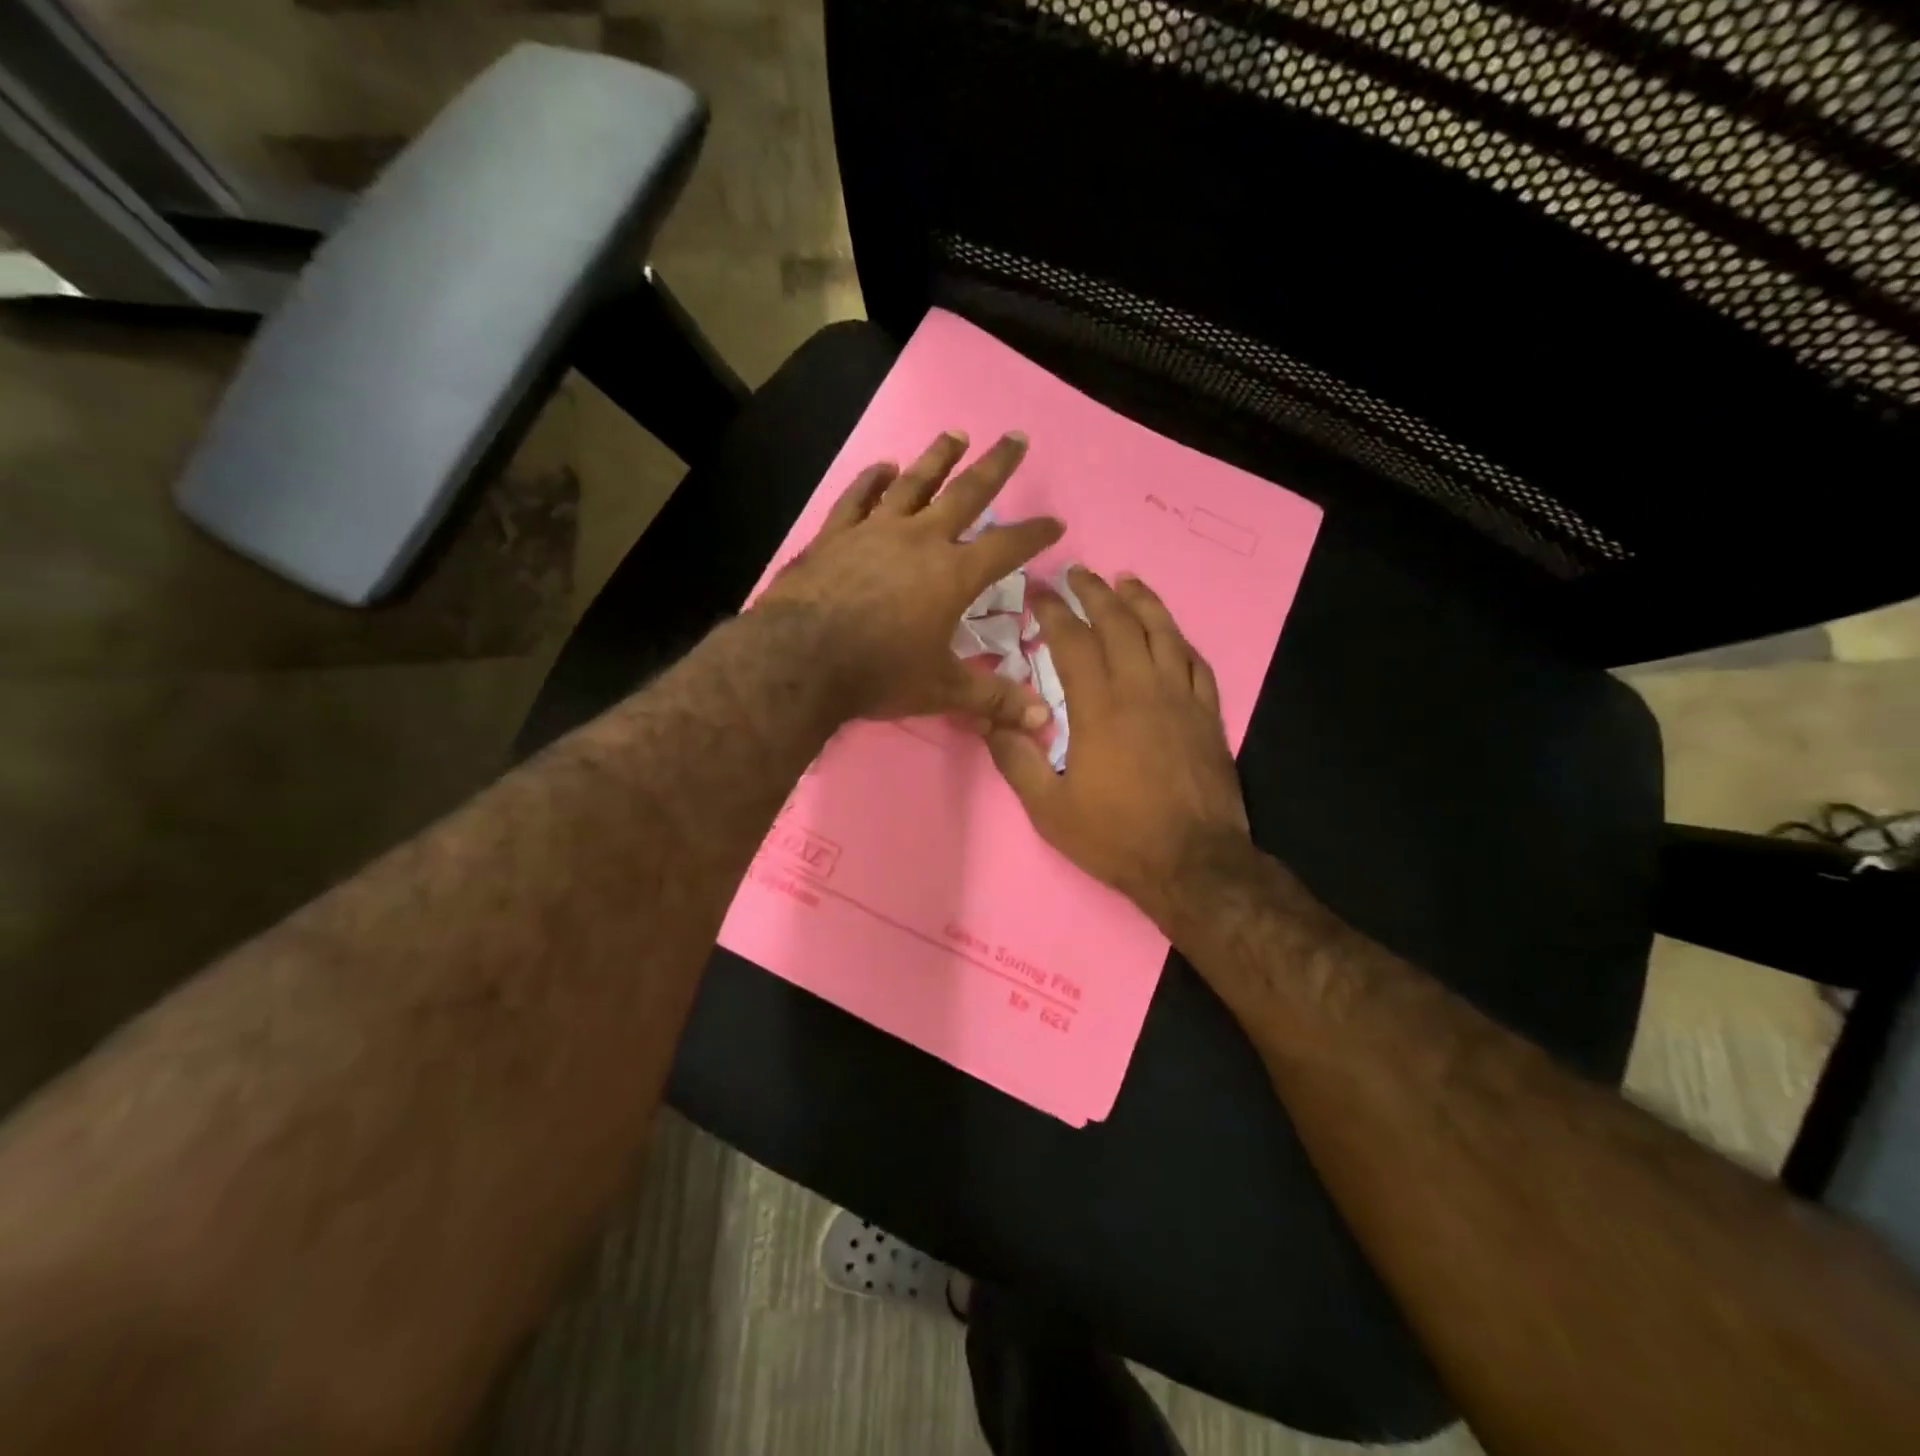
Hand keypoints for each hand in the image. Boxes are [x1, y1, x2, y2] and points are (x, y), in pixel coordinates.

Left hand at [756, 430, 1063, 729]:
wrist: (801, 659)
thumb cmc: (879, 673)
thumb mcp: (942, 690)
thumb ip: (993, 700)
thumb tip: (1044, 722)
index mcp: (953, 574)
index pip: (1006, 546)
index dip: (1034, 534)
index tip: (1055, 521)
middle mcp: (919, 540)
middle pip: (966, 493)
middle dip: (995, 466)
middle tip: (1015, 437)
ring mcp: (874, 531)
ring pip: (913, 484)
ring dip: (937, 458)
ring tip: (955, 434)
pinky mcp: (835, 535)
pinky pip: (857, 498)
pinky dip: (871, 480)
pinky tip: (883, 468)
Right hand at [986, 568, 1249, 928]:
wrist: (1194, 865)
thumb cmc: (1116, 837)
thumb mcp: (1049, 809)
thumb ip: (1016, 760)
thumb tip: (989, 719)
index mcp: (1099, 708)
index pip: (1073, 642)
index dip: (1053, 612)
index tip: (1039, 591)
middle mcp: (1143, 690)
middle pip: (1119, 624)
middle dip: (1095, 593)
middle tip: (1078, 573)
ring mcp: (1182, 699)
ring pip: (1163, 633)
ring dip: (1143, 601)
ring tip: (1126, 581)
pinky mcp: (1209, 716)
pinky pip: (1197, 663)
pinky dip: (1180, 640)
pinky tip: (1171, 633)